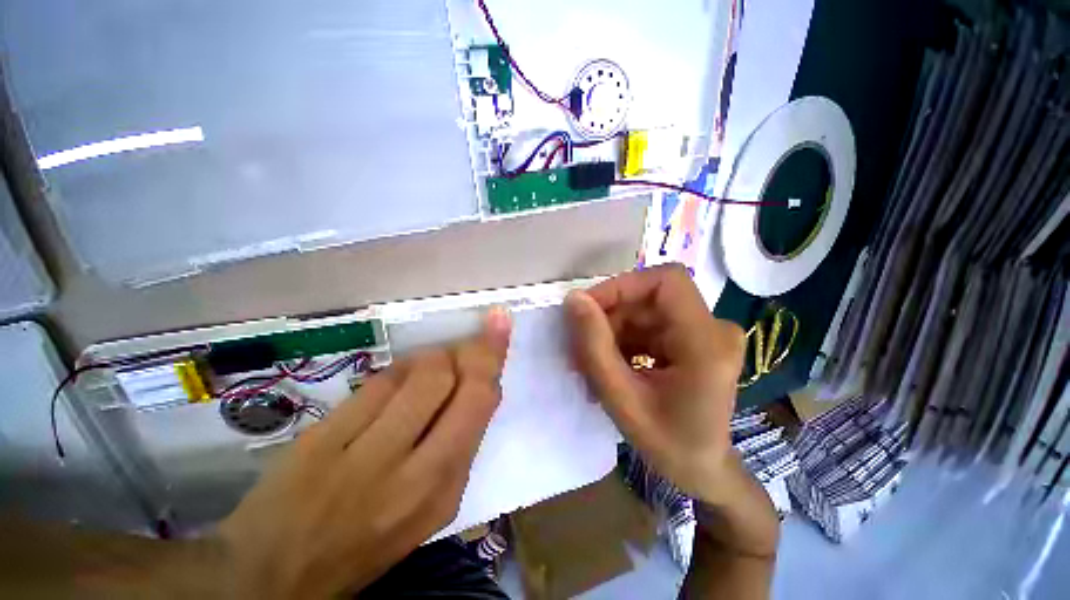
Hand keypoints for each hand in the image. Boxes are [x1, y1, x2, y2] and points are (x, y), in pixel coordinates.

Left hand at [216, 309, 511, 598]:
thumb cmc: (366, 538)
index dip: (493, 357)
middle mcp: (417, 473)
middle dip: (470, 350)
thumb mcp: (429, 503)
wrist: (278, 574)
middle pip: (459, 382)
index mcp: (446, 489)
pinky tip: (393, 381)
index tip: (499, 322)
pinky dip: (397, 370)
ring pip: (422, 373)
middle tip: (465, 346)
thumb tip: (476, 382)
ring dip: (432, 359)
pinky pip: (380, 381)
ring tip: (423, 371)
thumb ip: (455, 441)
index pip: (482, 405)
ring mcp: (366, 457)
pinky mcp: (324, 441)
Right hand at [565, 264, 745, 504]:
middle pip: (649, 298)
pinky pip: (649, 324)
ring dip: (612, 331)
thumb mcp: (622, 399)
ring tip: (589, 362)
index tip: (586, 308)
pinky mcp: (693, 338)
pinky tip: (610, 363)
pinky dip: (623, 338)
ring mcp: (705, 332)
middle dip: (608, 317)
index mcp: (706, 343)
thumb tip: (574, 299)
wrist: (703, 470)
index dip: (622, 286)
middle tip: (579, 348)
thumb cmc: (669, 446)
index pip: (665, 281)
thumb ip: (595, 347)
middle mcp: (713, 329)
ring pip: (644, 310)